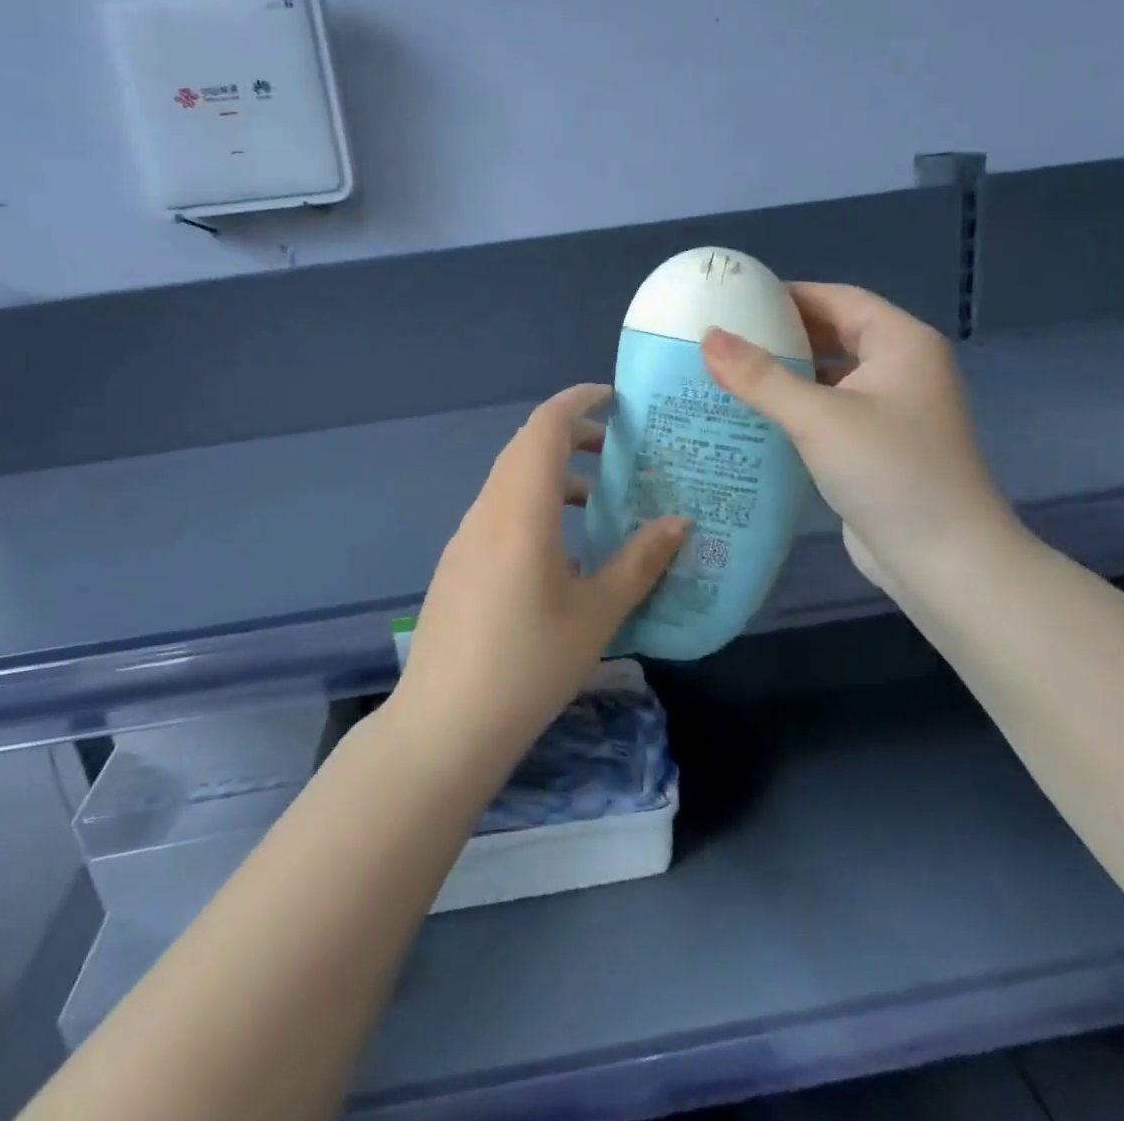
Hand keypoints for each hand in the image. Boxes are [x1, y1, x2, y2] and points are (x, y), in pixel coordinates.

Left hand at [387, 384, 688, 781]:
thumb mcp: (597, 615)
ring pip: (510, 479)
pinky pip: (499, 510)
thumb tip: (679, 522)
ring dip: (552, 472)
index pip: (545, 428)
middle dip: (572, 435)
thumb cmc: (528, 666)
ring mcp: (466, 537)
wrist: (444, 724)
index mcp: (521, 511)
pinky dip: (534, 503)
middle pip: (526, 447)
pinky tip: (562, 549)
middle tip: (619, 449)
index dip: (578, 400)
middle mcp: (487, 511)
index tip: (616, 399)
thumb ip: (639, 562)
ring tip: (598, 498)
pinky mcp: (458, 562)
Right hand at [701, 283, 1016, 601]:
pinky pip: (829, 412)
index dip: (786, 295)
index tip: (733, 300)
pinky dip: (795, 409)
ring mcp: (891, 410)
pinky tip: (754, 418)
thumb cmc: (889, 472)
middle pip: (833, 335)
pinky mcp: (876, 447)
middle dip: (781, 336)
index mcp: (901, 343)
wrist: (944, 561)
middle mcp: (901, 368)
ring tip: (726, 375)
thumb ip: (761, 376)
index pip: (837, 299)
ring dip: (785, 375)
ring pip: (829, 377)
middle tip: (721, 340)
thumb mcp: (819, 418)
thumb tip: (708, 336)